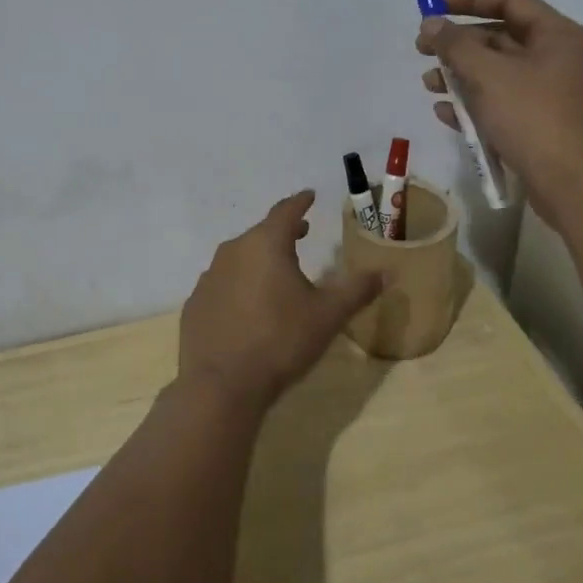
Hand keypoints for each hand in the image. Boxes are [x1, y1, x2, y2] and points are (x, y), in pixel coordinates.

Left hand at [178, 190, 383, 414]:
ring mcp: (209, 277)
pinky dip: (238, 285)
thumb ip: (357, 290)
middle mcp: (233, 251)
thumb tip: (387, 272)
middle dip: (283, 232)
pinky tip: (247, 306)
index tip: (310, 196)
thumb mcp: (328, 316)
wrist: (222, 385)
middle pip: (261, 233)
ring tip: (276, 272)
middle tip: (301, 234)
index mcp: (266, 244)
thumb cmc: (280, 341)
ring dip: (259, 259)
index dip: (301, 202)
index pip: (286, 211)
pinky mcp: (195, 304)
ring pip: (239, 258)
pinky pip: (222, 284)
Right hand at [416, 0, 582, 223]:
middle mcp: (556, 58)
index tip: (431, 5)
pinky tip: (444, 113)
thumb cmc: (534, 117)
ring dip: (459, 76)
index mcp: (556, 34)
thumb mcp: (489, 74)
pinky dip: (472, 105)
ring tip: (428, 85)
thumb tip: (431, 23)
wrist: (575, 184)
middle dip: (457, 43)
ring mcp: (548, 94)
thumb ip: (455, 45)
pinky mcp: (538, 125)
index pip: (508, 0)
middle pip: (499, 37)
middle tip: (422, 50)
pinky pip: (500, 104)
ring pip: (496, 73)